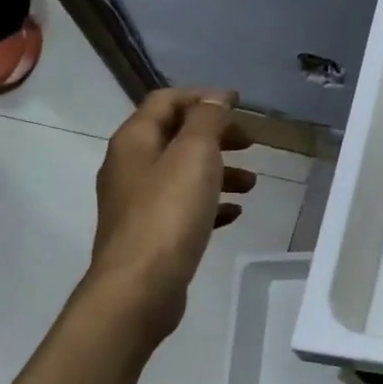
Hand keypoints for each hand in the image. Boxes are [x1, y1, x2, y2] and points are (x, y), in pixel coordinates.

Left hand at [87, 87, 255, 340]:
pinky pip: (184, 207)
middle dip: (215, 135)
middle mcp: (130, 166)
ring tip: (252, 183)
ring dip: (219, 171)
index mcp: (135, 140)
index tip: (240, 104)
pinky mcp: (151, 234)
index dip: (203, 97)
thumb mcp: (194, 154)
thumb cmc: (168, 213)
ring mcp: (138, 203)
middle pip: (176, 137)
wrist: (140, 286)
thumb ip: (207, 120)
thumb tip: (216, 98)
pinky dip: (210, 203)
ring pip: (183, 174)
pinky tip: (235, 213)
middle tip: (251, 143)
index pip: (166, 101)